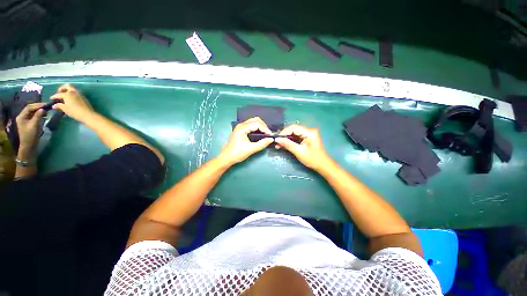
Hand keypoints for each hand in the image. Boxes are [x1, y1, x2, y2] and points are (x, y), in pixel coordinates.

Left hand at [16, 103, 45, 150]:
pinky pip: (34, 116)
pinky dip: (39, 114)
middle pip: (30, 109)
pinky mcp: (29, 122)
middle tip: (47, 107)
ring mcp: (26, 120)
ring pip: (33, 112)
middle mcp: (23, 116)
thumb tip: (43, 109)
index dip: (37, 105)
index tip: (45, 105)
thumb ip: (38, 116)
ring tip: (46, 110)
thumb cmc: (30, 135)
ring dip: (39, 110)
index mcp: (21, 116)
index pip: (29, 107)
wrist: (29, 145)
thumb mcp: (34, 125)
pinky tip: (44, 115)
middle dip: (38, 107)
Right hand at [50, 83, 94, 122]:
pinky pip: (76, 93)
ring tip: (64, 97)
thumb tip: (54, 105)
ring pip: (72, 89)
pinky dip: (72, 94)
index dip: (54, 96)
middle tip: (59, 93)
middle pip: (67, 86)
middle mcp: (73, 92)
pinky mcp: (84, 97)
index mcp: (67, 94)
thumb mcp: (65, 109)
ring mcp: (79, 94)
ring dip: (68, 91)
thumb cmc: (75, 112)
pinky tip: (70, 99)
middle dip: (62, 88)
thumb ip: (59, 106)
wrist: (88, 114)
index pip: (58, 94)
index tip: (51, 98)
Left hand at [218, 117, 273, 165]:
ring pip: (253, 122)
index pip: (257, 124)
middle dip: (263, 126)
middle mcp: (241, 125)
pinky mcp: (240, 131)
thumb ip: (262, 144)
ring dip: (260, 127)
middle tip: (268, 134)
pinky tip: (260, 135)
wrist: (226, 158)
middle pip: (255, 120)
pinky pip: (251, 126)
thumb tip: (271, 139)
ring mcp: (240, 127)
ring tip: (265, 134)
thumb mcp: (251, 149)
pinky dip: (257, 129)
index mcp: (242, 128)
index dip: (265, 129)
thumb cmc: (237, 153)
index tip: (270, 136)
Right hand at [275, 124, 332, 170]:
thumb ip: (288, 144)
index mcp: (309, 132)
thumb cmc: (312, 159)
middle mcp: (309, 130)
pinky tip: (283, 145)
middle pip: (293, 129)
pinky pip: (296, 137)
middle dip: (284, 135)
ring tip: (278, 144)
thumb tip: (277, 139)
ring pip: (293, 133)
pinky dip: (290, 141)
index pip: (293, 127)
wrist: (323, 165)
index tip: (276, 139)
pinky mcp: (306, 138)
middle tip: (276, 142)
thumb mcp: (299, 151)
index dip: (284, 132)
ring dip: (286, 139)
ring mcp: (308, 134)